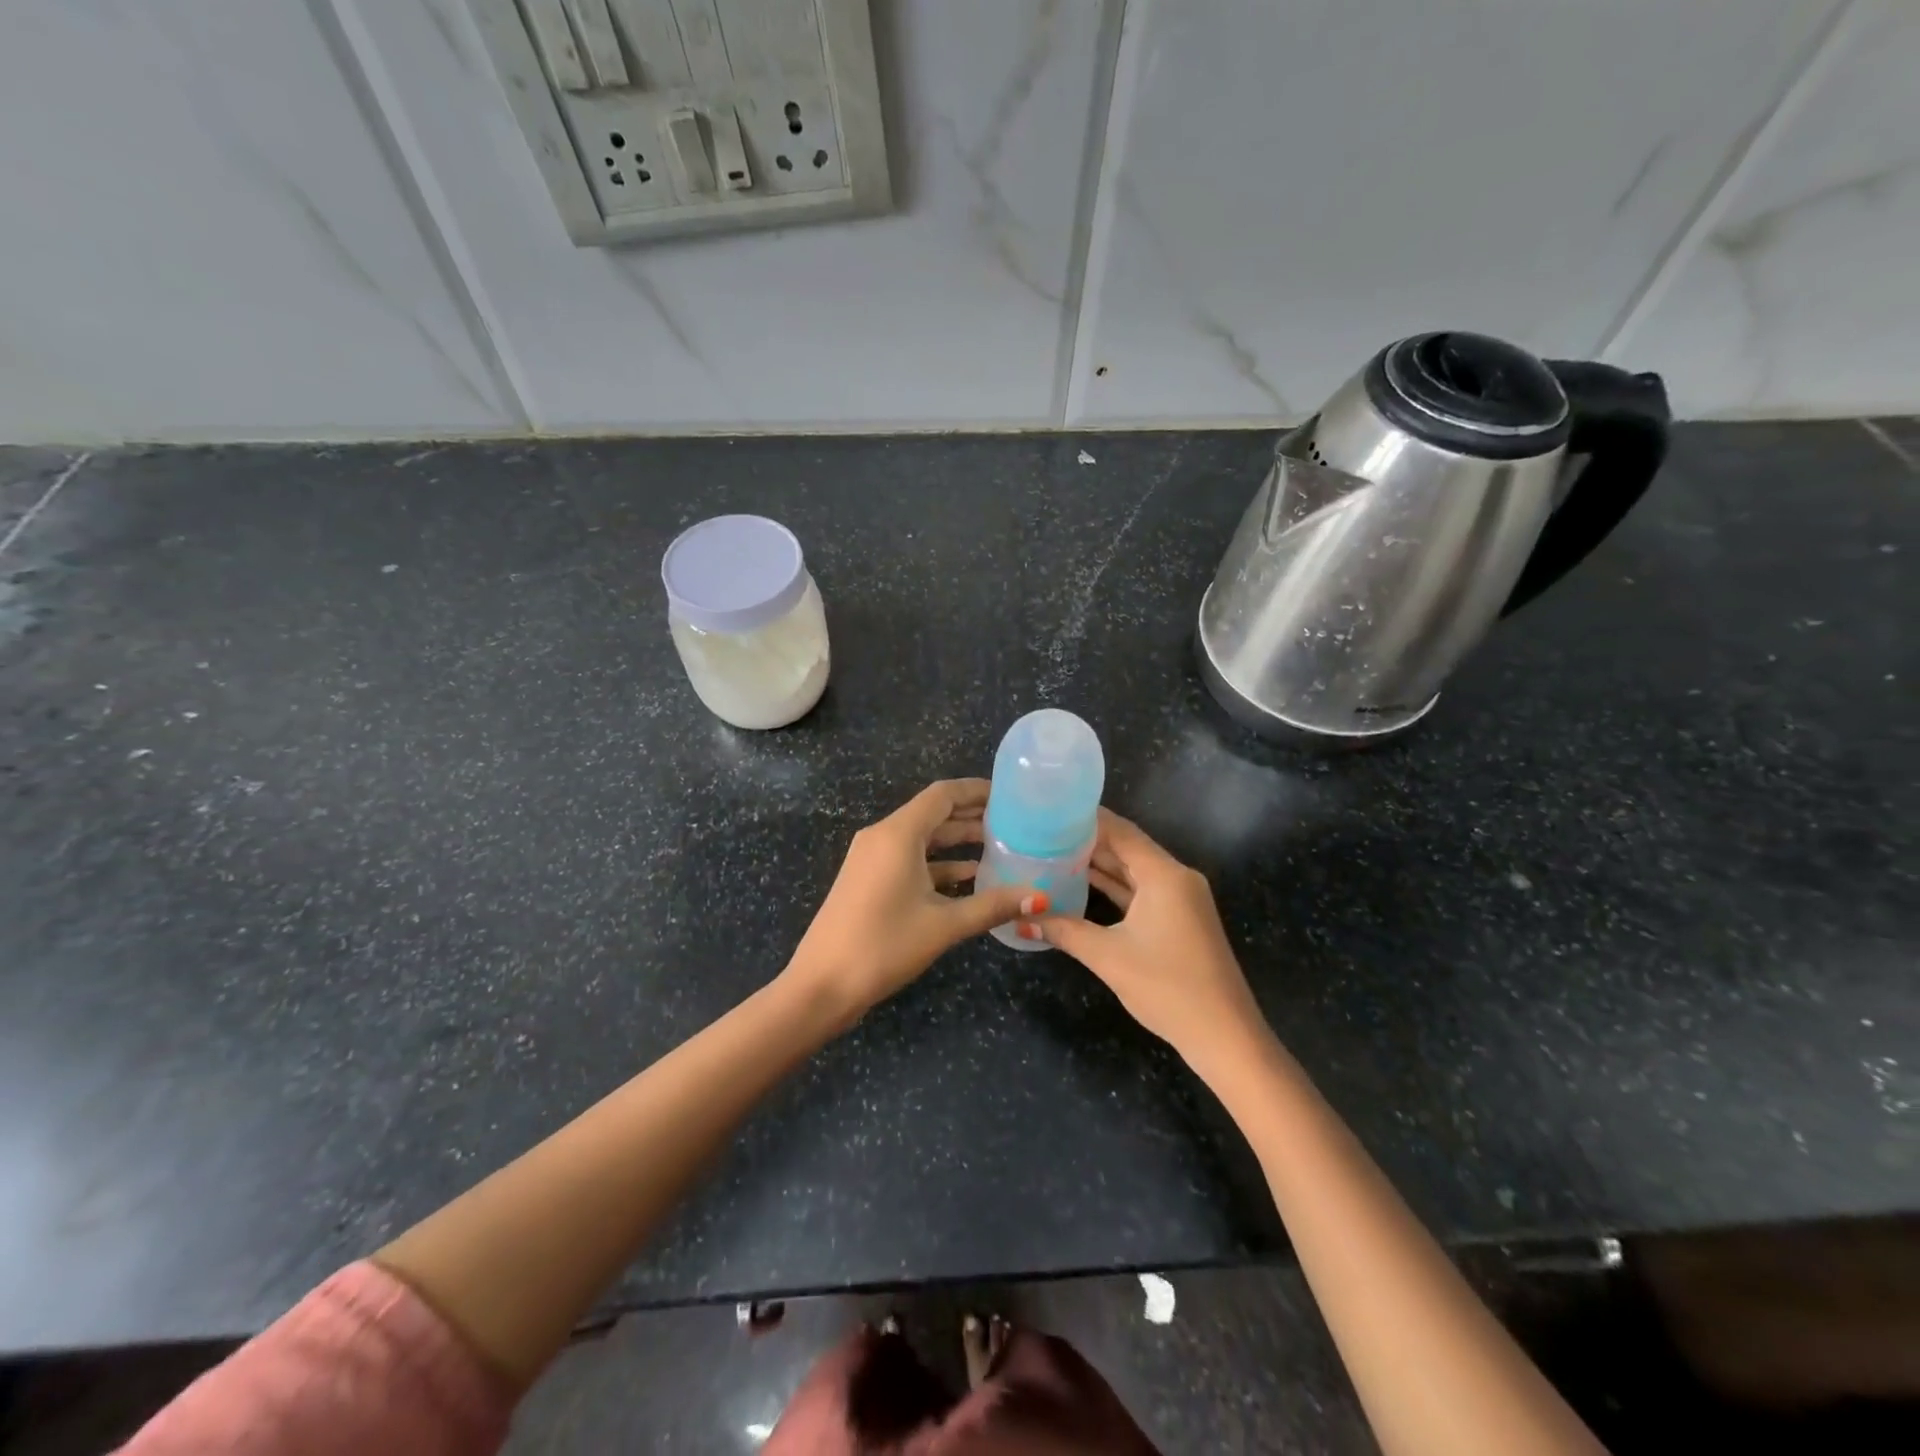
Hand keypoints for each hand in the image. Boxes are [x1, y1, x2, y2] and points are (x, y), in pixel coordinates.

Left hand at [785, 779, 1045, 1024]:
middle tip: (1013, 822)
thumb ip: (992, 906)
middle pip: (933, 814)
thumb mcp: (943, 925)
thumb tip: (1039, 897)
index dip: (977, 791)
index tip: (1010, 796)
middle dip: (971, 816)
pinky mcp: (868, 880)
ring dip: (956, 842)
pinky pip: (909, 860)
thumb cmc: (883, 946)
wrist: (821, 985)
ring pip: (922, 839)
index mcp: (898, 834)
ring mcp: (871, 859)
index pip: (943, 794)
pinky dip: (938, 865)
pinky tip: (969, 880)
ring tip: (1000, 848)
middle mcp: (882, 837)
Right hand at [1026, 809, 1264, 1065]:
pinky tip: (1082, 885)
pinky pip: (1142, 892)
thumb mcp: (1108, 956)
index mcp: (1164, 875)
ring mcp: (1180, 900)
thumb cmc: (1167, 987)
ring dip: (1100, 865)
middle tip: (1044, 832)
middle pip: (1127, 848)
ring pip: (1134, 871)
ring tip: (1055, 853)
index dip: (1086, 819)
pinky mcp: (1180, 920)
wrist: (1224, 1036)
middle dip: (1088, 840)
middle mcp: (1176, 878)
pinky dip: (1114, 888)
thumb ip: (1064, 930)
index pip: (1121, 831)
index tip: (1051, 810)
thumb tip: (1021, 920)